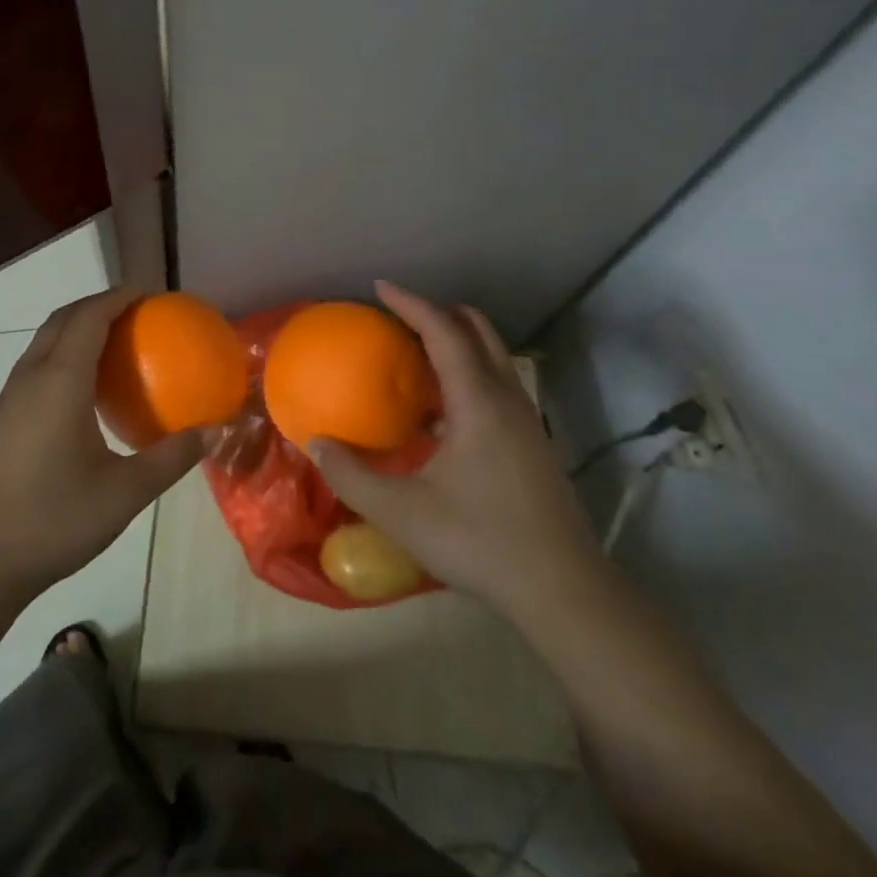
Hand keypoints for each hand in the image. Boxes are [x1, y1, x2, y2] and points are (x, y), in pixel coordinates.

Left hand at [0, 288, 204, 608]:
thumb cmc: (53, 521)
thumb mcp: (124, 493)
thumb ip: (171, 458)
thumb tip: (213, 432)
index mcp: (59, 381)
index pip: (89, 317)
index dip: (119, 297)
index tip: (151, 294)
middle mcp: (31, 377)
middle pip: (63, 319)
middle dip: (99, 304)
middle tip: (138, 312)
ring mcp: (10, 398)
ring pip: (44, 341)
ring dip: (78, 327)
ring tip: (116, 342)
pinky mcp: (1, 419)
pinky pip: (36, 365)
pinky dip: (64, 353)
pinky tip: (85, 390)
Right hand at [310, 281, 613, 625]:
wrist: (562, 589)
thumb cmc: (479, 541)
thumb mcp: (402, 512)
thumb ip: (351, 476)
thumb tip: (315, 443)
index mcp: (477, 401)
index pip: (443, 331)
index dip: (411, 304)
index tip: (380, 287)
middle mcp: (506, 398)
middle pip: (478, 331)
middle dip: (440, 313)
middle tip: (401, 317)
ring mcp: (525, 420)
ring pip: (493, 358)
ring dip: (458, 343)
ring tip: (417, 356)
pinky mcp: (532, 443)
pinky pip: (497, 385)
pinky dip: (469, 373)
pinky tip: (441, 413)